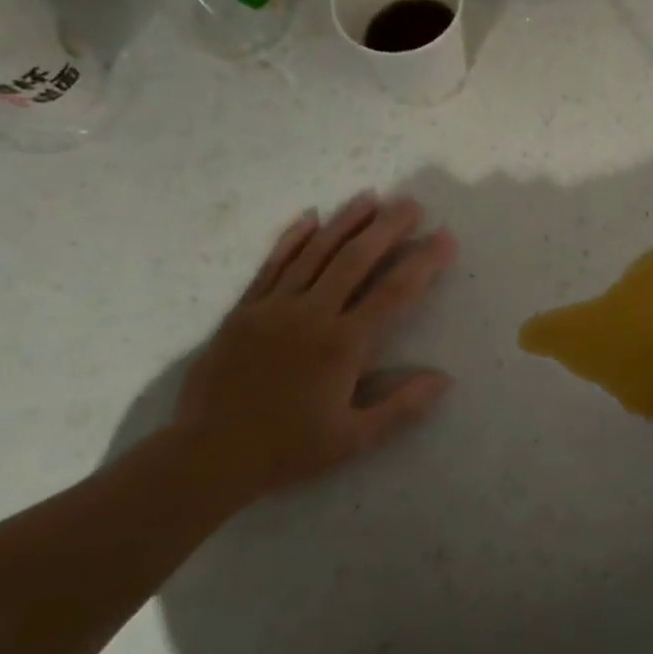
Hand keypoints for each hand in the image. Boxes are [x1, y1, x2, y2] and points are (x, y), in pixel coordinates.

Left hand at [172, 194, 457, 501]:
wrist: (207, 455)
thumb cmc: (287, 449)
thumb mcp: (354, 439)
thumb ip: (402, 407)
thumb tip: (444, 379)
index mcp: (343, 345)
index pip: (394, 292)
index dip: (424, 262)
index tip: (445, 237)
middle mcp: (311, 314)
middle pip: (356, 259)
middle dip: (387, 228)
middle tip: (411, 203)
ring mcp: (274, 307)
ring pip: (315, 252)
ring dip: (345, 222)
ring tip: (371, 198)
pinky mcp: (244, 310)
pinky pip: (272, 265)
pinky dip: (292, 239)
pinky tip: (309, 217)